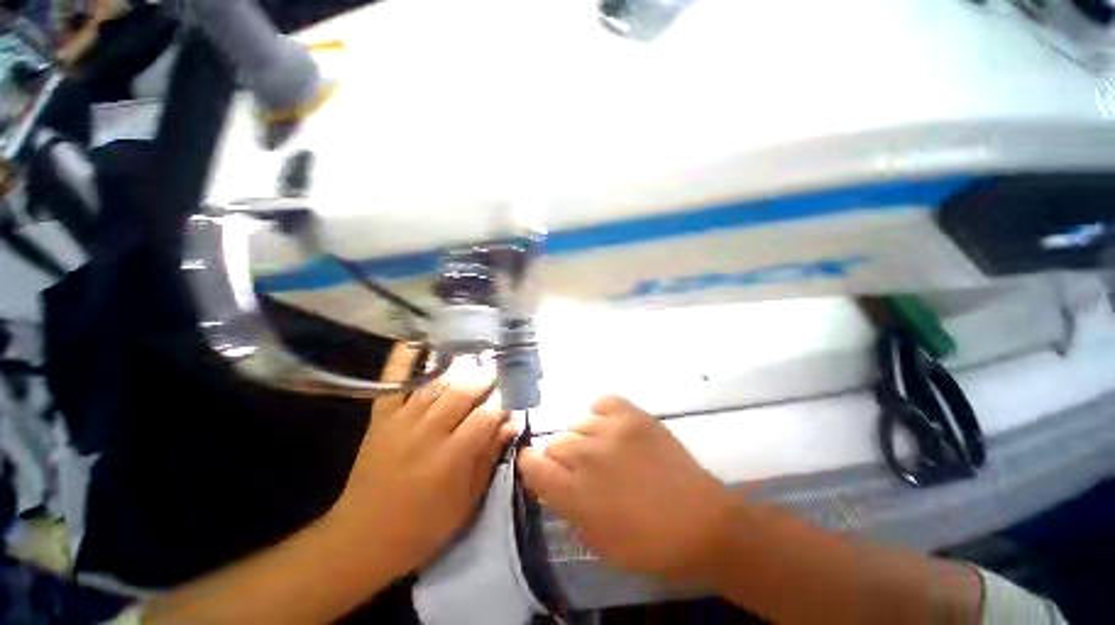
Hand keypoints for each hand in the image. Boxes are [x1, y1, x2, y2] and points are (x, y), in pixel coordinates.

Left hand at [330, 352, 517, 574]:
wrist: (361, 538)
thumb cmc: (423, 526)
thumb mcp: (465, 501)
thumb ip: (488, 458)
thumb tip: (511, 424)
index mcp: (450, 458)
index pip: (485, 417)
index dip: (503, 403)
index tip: (513, 395)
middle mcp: (427, 433)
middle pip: (461, 393)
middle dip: (483, 378)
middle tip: (497, 369)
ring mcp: (401, 423)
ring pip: (435, 385)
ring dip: (457, 367)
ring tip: (473, 356)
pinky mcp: (380, 419)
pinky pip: (392, 384)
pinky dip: (402, 361)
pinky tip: (415, 342)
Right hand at [518, 396, 734, 579]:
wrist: (701, 523)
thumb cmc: (648, 544)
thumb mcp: (596, 540)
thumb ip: (566, 507)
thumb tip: (551, 481)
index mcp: (575, 494)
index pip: (532, 466)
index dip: (530, 465)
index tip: (537, 467)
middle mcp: (587, 456)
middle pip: (555, 443)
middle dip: (560, 458)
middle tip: (580, 470)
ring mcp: (611, 430)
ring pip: (577, 424)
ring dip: (583, 439)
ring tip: (602, 451)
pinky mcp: (633, 416)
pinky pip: (603, 402)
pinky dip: (600, 413)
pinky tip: (608, 426)